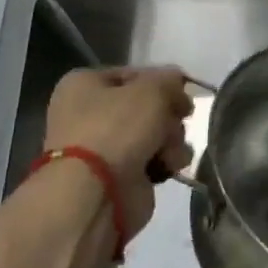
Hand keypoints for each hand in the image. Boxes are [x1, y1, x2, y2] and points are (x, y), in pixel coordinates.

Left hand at [40, 66, 192, 241]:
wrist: (96, 193)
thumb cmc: (116, 128)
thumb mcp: (151, 89)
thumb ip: (170, 80)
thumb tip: (177, 82)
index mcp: (84, 85)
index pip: (134, 74)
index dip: (162, 81)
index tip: (183, 92)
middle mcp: (89, 114)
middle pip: (148, 106)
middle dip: (168, 115)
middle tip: (177, 121)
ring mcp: (104, 147)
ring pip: (156, 132)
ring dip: (172, 139)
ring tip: (171, 150)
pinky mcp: (120, 175)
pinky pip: (155, 158)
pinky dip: (167, 161)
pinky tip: (170, 166)